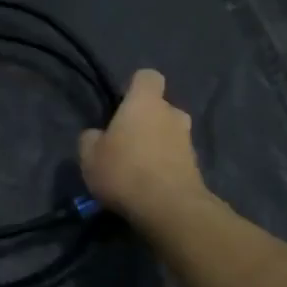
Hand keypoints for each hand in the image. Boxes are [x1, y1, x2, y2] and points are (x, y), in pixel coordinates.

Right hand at [78, 69, 207, 224]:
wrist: (170, 209)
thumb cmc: (124, 171)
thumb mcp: (89, 156)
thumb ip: (91, 139)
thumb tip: (98, 135)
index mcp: (145, 102)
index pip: (147, 76)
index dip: (135, 87)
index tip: (122, 104)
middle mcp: (172, 114)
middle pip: (161, 108)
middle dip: (147, 121)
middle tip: (127, 142)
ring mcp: (188, 141)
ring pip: (169, 134)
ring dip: (157, 146)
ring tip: (137, 169)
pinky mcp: (197, 168)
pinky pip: (176, 159)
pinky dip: (165, 167)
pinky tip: (149, 187)